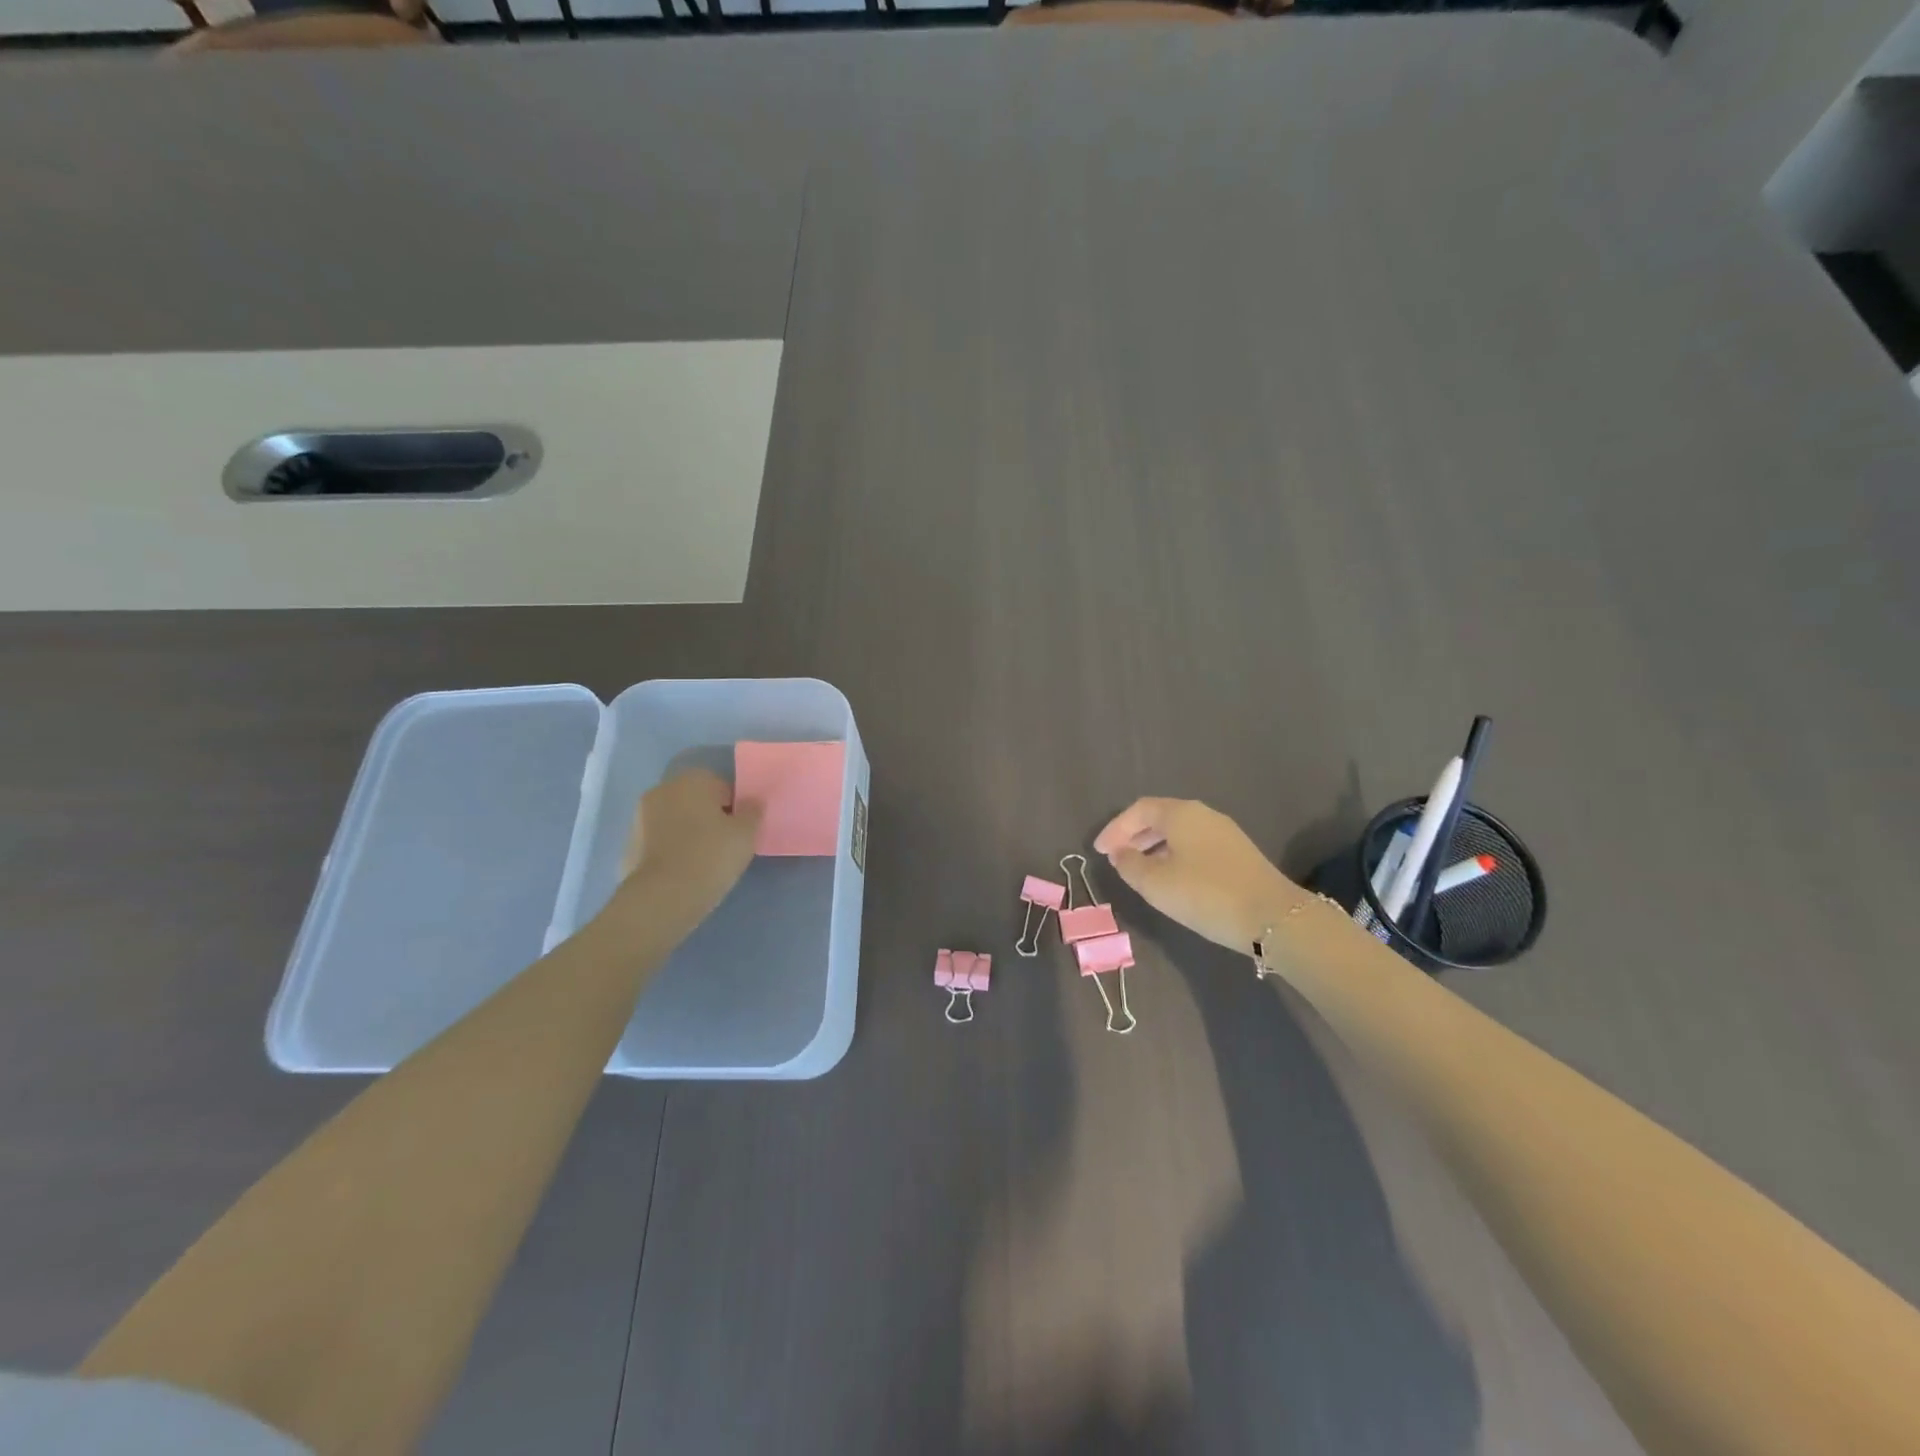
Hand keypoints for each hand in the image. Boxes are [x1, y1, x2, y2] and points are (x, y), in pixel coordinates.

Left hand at [618, 769, 760, 924]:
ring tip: (703, 860)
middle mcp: (662, 790)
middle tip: (724, 844)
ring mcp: (639, 817)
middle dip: (708, 816)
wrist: (661, 897)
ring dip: (687, 832)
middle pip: (694, 800)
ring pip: (674, 820)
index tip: (740, 830)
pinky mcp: (628, 845)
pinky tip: (682, 871)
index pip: (721, 786)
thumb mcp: (746, 834)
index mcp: (692, 780)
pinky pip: (658, 842)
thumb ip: (752, 812)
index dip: (733, 807)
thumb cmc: (711, 856)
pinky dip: (670, 850)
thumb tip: (751, 803)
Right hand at [1093, 797, 1309, 951]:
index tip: (1099, 850)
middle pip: (1160, 817)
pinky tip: (1171, 878)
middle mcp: (1203, 815)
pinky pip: (1195, 845)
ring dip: (1154, 846)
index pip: (1139, 810)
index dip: (1115, 828)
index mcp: (1181, 814)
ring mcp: (1224, 833)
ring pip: (1179, 832)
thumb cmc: (1205, 894)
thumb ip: (1130, 865)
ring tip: (1139, 870)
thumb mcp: (1156, 884)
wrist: (1273, 917)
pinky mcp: (1238, 853)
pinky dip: (1174, 855)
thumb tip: (1121, 853)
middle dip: (1134, 835)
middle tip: (1115, 857)